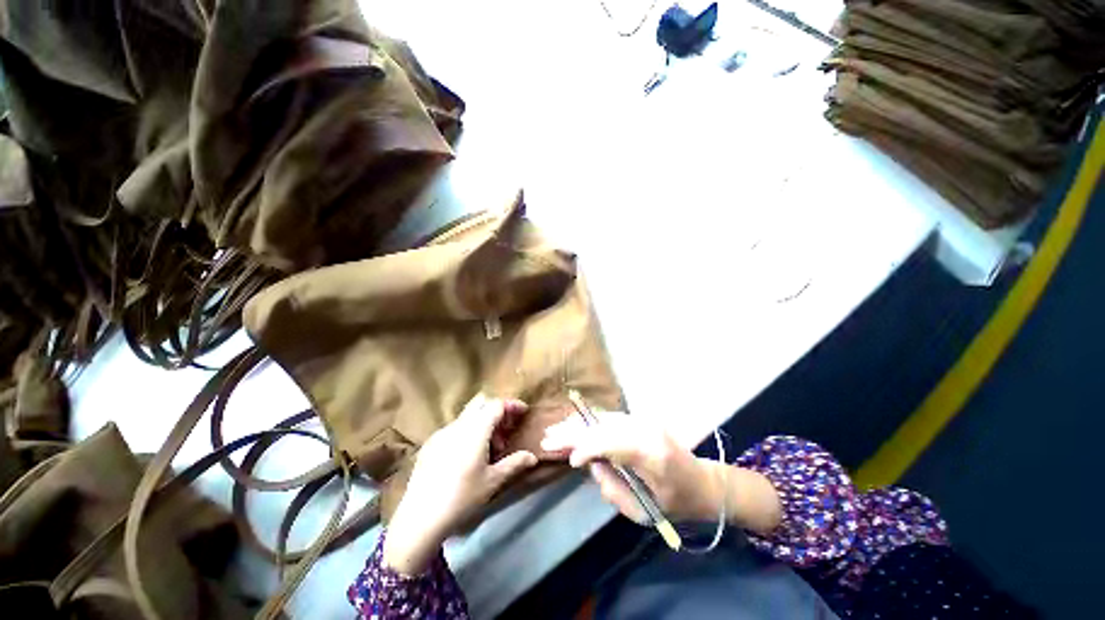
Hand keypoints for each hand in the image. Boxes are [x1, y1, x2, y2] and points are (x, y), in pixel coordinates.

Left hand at [384, 394, 537, 574]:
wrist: (419, 519)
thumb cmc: (461, 498)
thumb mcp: (492, 482)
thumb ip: (515, 464)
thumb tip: (533, 457)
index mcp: (475, 431)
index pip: (496, 405)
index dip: (512, 405)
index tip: (523, 413)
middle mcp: (457, 425)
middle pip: (481, 403)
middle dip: (497, 410)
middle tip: (506, 430)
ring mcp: (441, 433)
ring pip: (468, 415)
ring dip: (483, 422)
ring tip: (490, 449)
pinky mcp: (430, 444)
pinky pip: (455, 427)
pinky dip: (468, 431)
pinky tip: (468, 456)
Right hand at [540, 412, 721, 523]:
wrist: (703, 483)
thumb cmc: (676, 503)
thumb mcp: (642, 511)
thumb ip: (610, 487)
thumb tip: (589, 464)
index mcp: (650, 453)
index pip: (609, 442)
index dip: (585, 448)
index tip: (570, 462)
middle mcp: (645, 429)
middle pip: (602, 426)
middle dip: (574, 432)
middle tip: (548, 438)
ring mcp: (644, 421)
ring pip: (603, 418)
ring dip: (578, 424)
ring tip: (556, 431)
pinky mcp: (641, 420)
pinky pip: (609, 419)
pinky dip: (590, 423)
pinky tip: (575, 424)